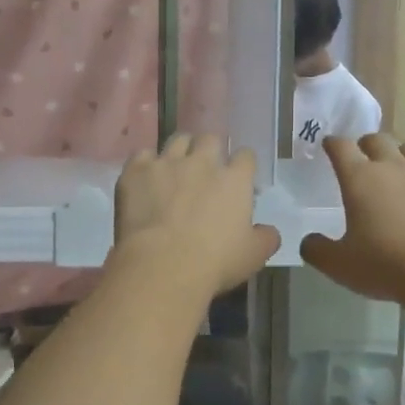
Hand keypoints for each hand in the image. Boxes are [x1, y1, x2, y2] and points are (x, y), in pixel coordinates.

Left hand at [112, 135, 279, 298]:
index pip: (245, 156)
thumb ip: (266, 237)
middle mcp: (202, 161)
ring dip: (180, 151)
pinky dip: (146, 165)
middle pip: (210, 139)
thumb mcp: (253, 256)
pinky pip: (142, 155)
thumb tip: (269, 231)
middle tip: (205, 171)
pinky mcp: (136, 171)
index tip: (238, 178)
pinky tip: (145, 180)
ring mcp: (167, 163)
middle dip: (210, 150)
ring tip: (175, 169)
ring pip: (177, 140)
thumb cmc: (215, 262)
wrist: (162, 266)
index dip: (242, 165)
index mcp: (235, 179)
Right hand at [301, 134, 404, 303]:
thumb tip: (309, 241)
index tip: (329, 145)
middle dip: (367, 143)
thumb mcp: (339, 265)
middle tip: (364, 154)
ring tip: (401, 166)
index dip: (333, 144)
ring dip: (402, 153)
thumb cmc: (385, 265)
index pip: (341, 148)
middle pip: (377, 140)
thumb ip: (317, 250)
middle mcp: (393, 166)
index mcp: (360, 179)